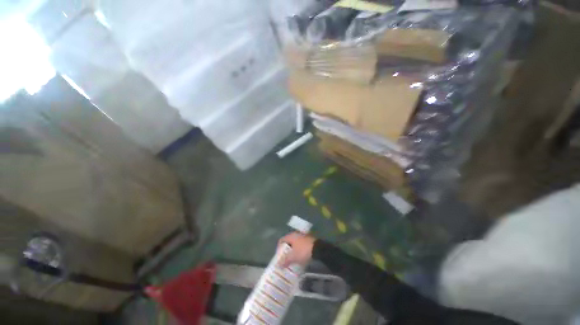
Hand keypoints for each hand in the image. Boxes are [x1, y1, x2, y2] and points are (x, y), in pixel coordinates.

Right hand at [278, 232, 315, 267]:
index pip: (282, 240)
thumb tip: (278, 264)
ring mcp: (303, 236)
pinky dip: (299, 250)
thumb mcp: (293, 257)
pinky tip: (300, 257)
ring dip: (293, 250)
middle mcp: (296, 234)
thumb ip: (285, 260)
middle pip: (289, 241)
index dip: (279, 248)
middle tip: (285, 258)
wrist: (318, 249)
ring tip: (293, 259)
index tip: (279, 256)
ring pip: (295, 243)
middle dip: (286, 250)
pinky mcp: (309, 239)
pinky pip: (301, 244)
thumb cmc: (303, 251)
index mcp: (291, 236)